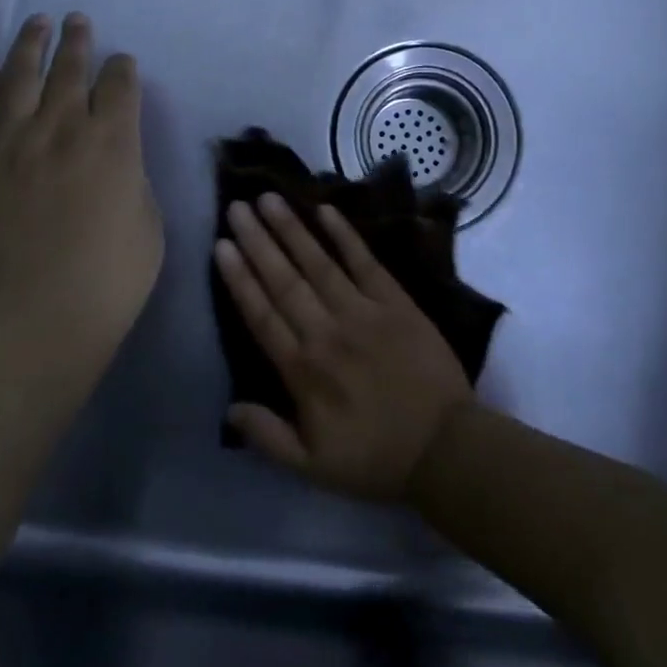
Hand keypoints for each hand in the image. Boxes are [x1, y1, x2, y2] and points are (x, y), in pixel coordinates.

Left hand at [0, 14, 163, 374]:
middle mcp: (63, 127)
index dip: (123, 68)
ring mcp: (12, 141)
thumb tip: (117, 163)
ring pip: (20, 76)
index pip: (121, 85)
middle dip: (77, 42)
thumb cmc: (107, 279)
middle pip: (70, 70)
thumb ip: (132, 182)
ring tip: (36, 23)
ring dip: (30, 45)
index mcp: (114, 142)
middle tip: (77, 20)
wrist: (29, 315)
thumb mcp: (147, 226)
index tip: (122, 63)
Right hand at [213, 194, 473, 502]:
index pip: (261, 315)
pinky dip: (346, 236)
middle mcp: (326, 332)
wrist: (445, 449)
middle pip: (284, 280)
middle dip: (257, 242)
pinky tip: (327, 210)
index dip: (239, 278)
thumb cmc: (375, 459)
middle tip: (236, 207)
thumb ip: (268, 436)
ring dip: (292, 230)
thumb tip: (229, 409)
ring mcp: (363, 312)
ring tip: (269, 199)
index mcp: (302, 371)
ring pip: (319, 264)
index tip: (221, 246)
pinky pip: (366, 262)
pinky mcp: (396, 302)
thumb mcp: (312, 467)